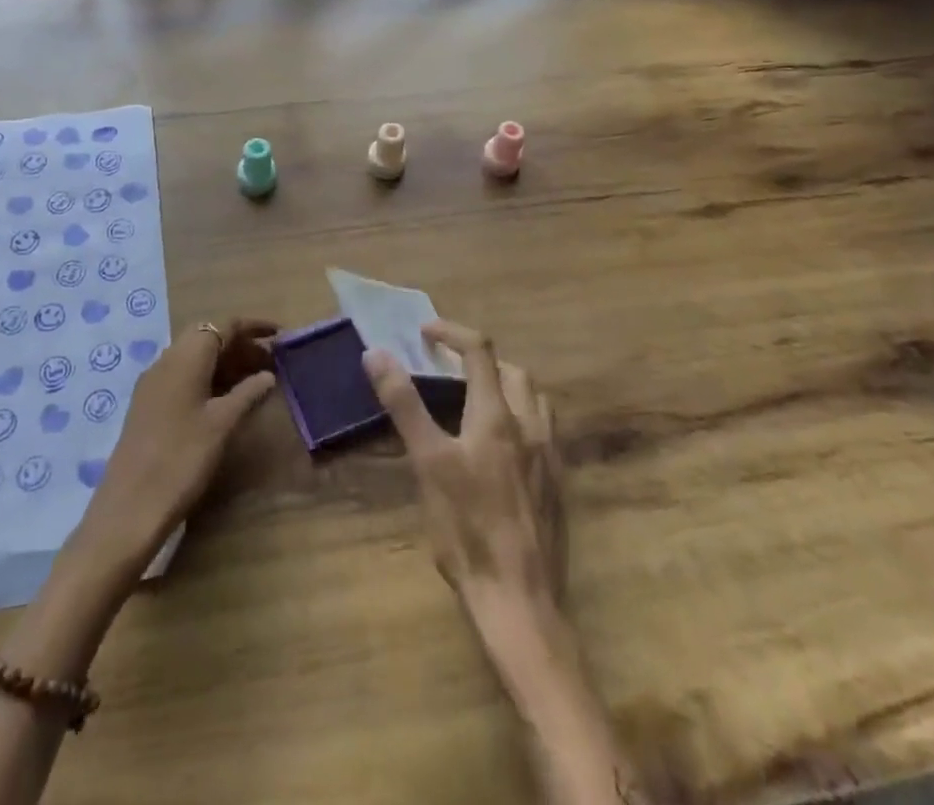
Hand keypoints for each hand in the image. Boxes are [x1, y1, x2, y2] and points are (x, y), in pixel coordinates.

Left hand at [77, 320, 275, 567]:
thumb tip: (268, 375)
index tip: (281, 335)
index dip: (254, 327)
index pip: (224, 325)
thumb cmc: (182, 459)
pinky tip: (225, 400)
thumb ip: (247, 393)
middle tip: (270, 362)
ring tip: (255, 380)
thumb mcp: (222, 424)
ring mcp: (153, 383)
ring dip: (225, 362)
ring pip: (195, 357)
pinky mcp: (148, 404)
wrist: (130, 508)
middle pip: (207, 337)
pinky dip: (208, 378)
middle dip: (240, 344)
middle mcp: (166, 360)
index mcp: (185, 357)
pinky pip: (183, 376)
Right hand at [363, 321, 564, 618]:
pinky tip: (502, 447)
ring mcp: (549, 457)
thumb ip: (404, 404)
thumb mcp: (427, 462)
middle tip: (450, 369)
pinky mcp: (557, 486)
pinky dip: (521, 418)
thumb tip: (377, 353)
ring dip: (507, 386)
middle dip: (482, 359)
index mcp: (497, 415)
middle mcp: (530, 426)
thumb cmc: (466, 528)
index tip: (425, 332)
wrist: (519, 600)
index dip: (452, 332)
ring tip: (478, 400)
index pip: (480, 350)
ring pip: (535, 400)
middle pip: (513, 371)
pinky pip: (544, 432)